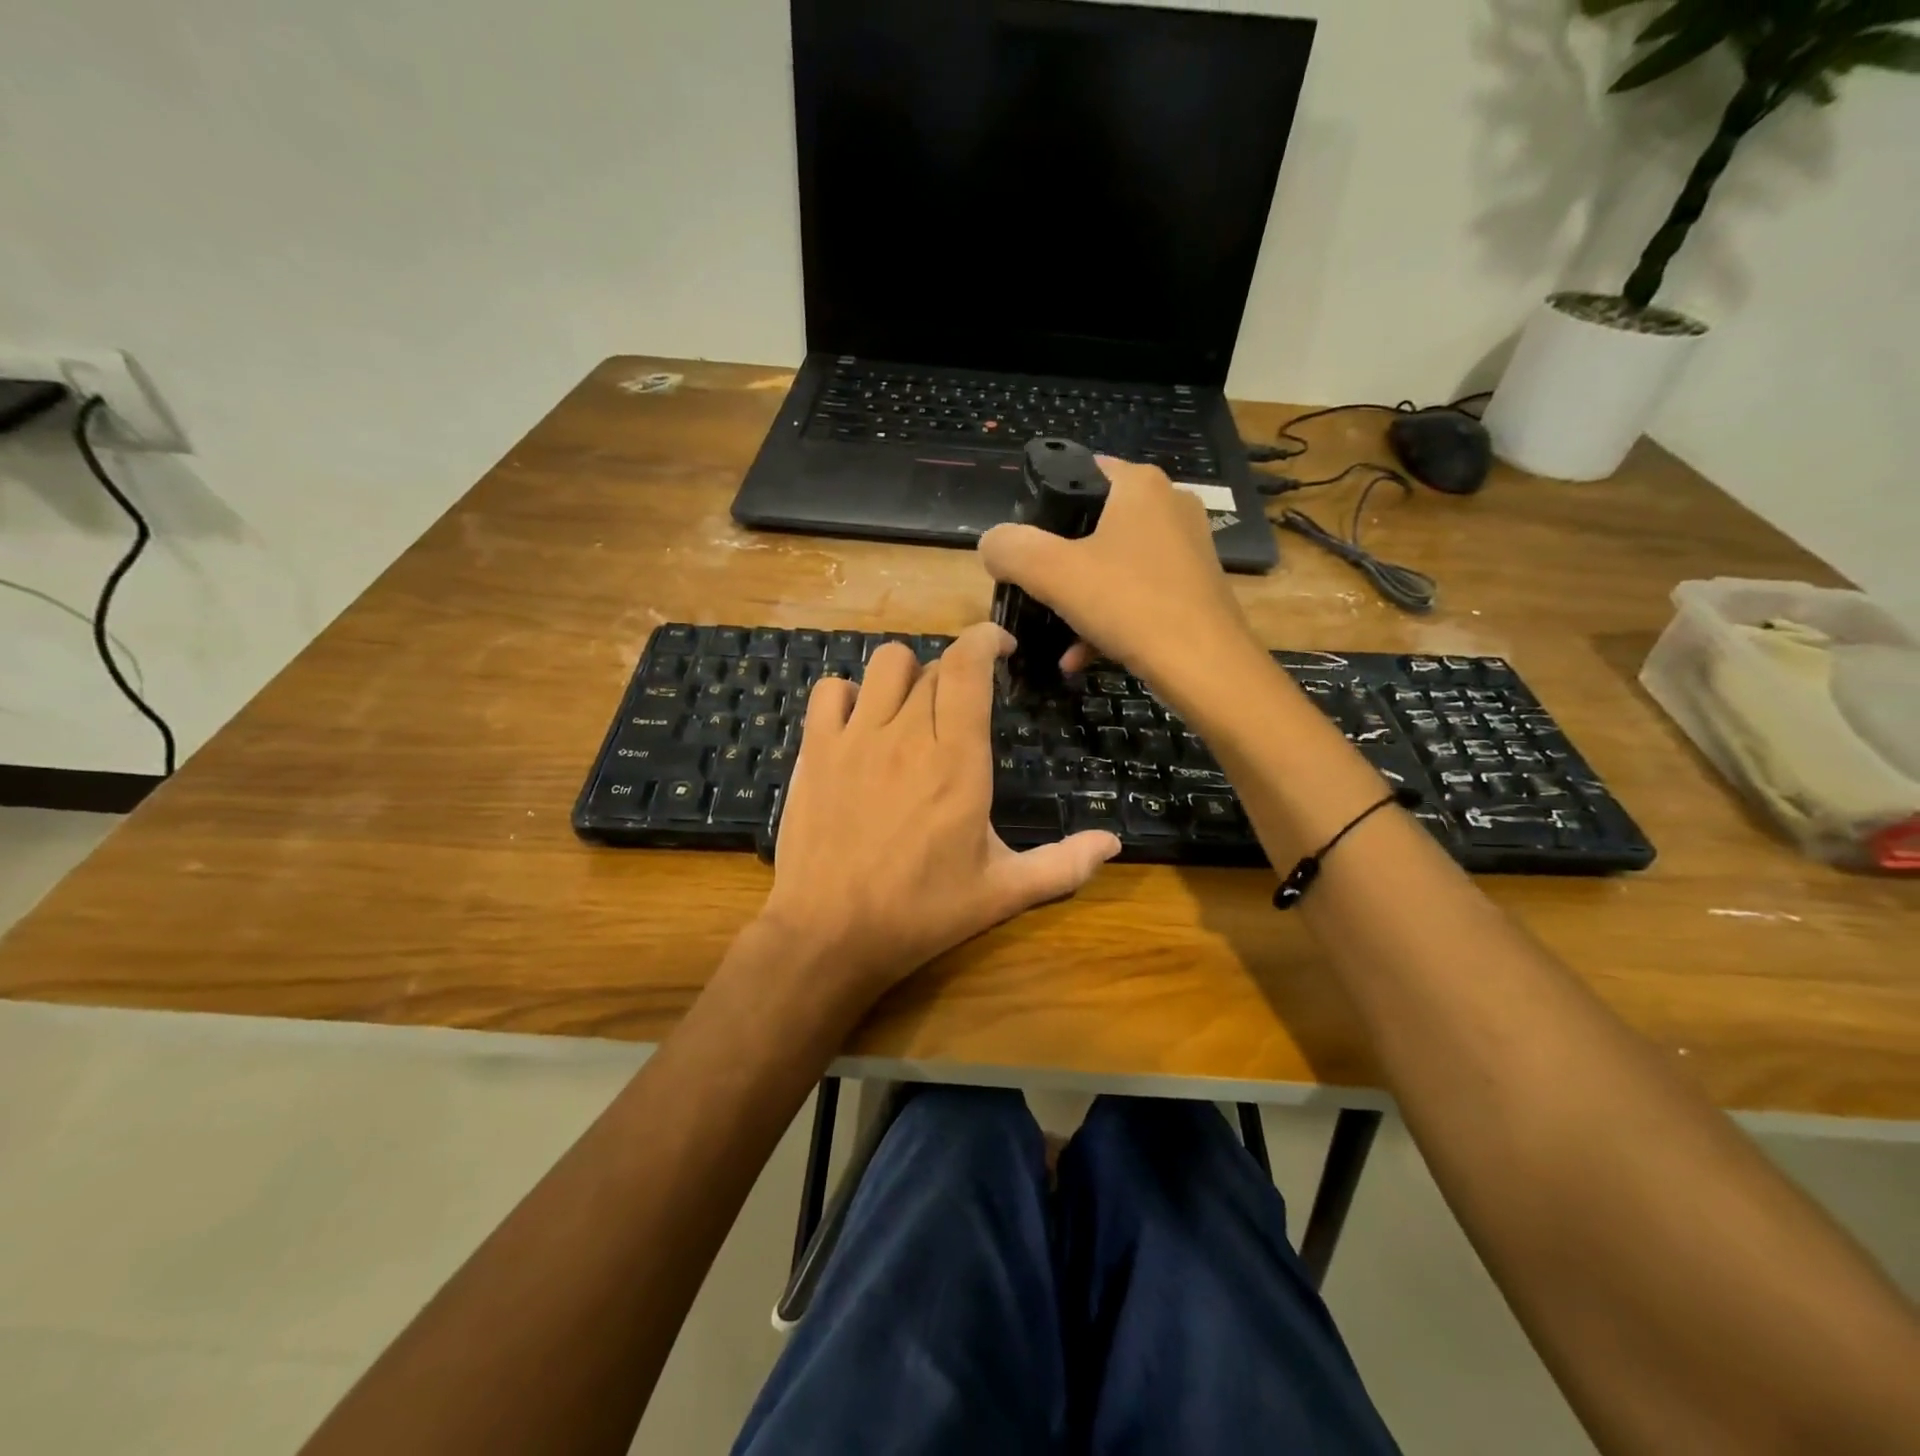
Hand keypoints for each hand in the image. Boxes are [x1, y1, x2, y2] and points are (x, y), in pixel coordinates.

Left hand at [759, 622, 1120, 1000]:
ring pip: (884, 665)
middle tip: (962, 709)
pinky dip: (849, 695)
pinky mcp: (816, 752)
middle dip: (955, 675)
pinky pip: (830, 691)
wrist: (830, 935)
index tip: (1001, 647)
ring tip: (913, 707)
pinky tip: (860, 724)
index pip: (968, 667)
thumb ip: (1063, 865)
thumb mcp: (1001, 893)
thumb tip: (1113, 844)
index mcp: (957, 761)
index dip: (985, 640)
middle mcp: (906, 735)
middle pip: (933, 667)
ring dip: (907, 674)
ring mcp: (855, 739)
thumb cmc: (922, 913)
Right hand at [977, 457, 1260, 700]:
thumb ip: (1011, 549)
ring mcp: (1186, 548)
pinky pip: (1136, 594)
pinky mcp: (1192, 588)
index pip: (1078, 472)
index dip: (1041, 506)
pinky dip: (1106, 620)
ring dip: (1078, 599)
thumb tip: (991, 544)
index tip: (1021, 545)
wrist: (1206, 668)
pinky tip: (1080, 656)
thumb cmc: (1129, 605)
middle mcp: (1169, 506)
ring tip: (1053, 635)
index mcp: (1139, 485)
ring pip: (1113, 565)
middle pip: (1092, 524)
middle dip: (1057, 562)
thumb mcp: (1053, 573)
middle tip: (1033, 589)